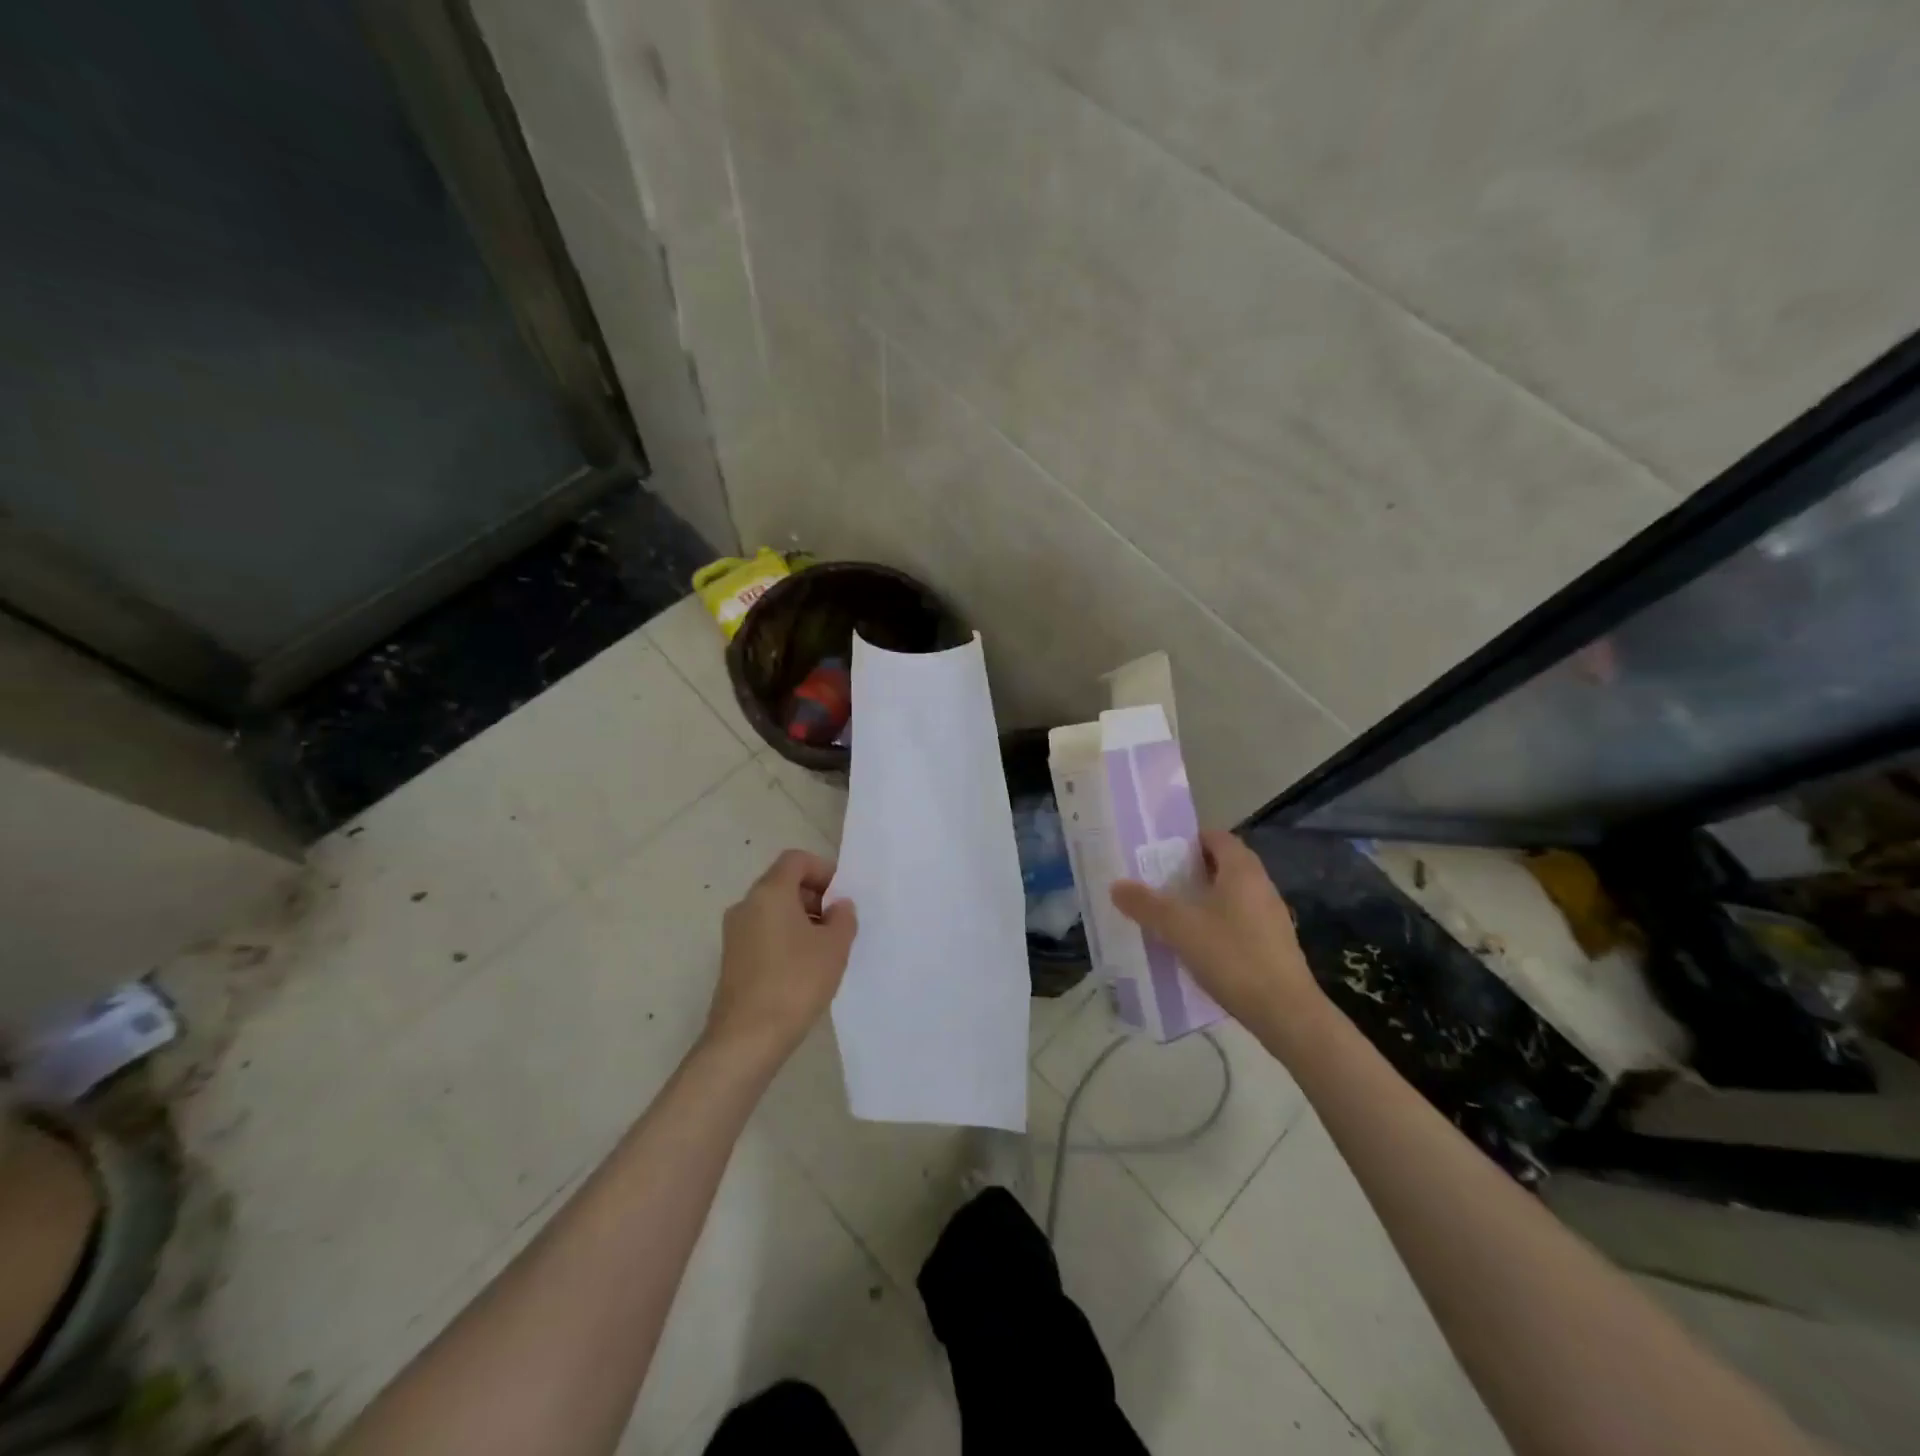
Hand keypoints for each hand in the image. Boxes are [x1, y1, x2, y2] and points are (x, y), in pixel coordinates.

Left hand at [704, 849, 857, 1067]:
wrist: (747, 1038)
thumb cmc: (795, 982)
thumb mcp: (834, 947)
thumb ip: (843, 918)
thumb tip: (838, 906)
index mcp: (769, 892)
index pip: (796, 860)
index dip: (823, 870)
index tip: (842, 897)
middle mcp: (746, 905)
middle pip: (783, 883)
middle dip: (814, 896)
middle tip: (838, 924)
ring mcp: (734, 933)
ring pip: (773, 910)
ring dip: (801, 920)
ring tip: (824, 949)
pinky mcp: (732, 959)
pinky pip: (763, 933)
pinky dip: (785, 938)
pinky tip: (803, 968)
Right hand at [1111, 829, 1322, 1038]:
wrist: (1285, 1012)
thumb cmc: (1232, 956)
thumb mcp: (1179, 928)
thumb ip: (1146, 904)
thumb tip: (1117, 886)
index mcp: (1242, 870)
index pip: (1216, 837)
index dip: (1188, 840)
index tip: (1159, 854)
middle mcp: (1261, 885)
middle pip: (1223, 865)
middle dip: (1191, 871)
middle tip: (1158, 883)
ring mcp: (1271, 916)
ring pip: (1231, 895)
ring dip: (1203, 899)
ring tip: (1171, 914)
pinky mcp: (1274, 944)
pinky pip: (1239, 921)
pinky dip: (1217, 924)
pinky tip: (1196, 945)